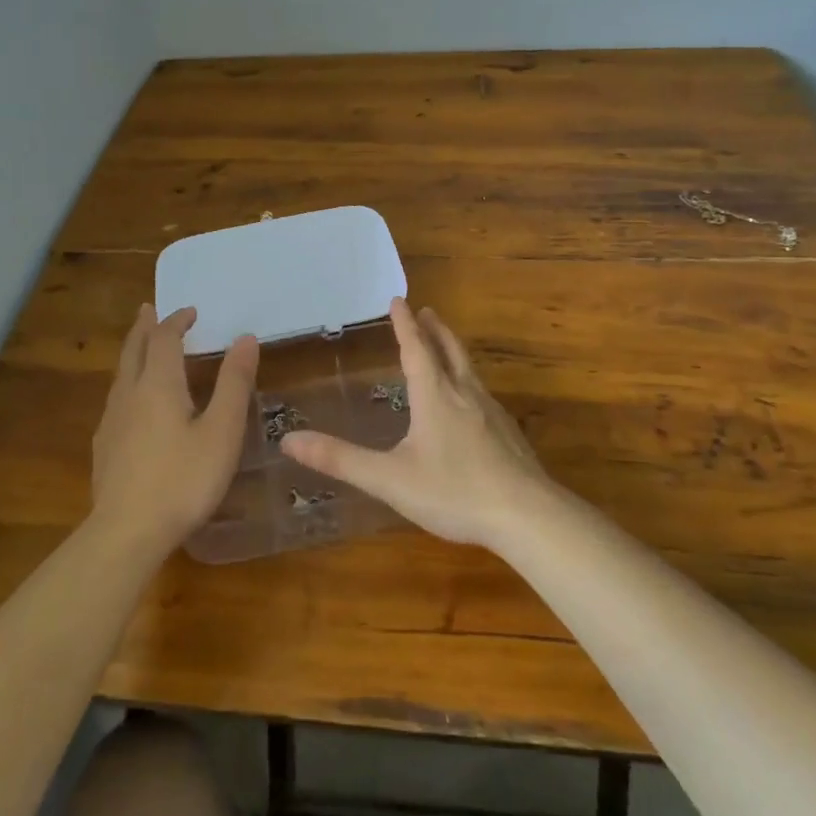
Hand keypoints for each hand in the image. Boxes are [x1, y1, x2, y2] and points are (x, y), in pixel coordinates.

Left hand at [91, 304, 258, 555]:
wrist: (127, 532)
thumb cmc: (183, 479)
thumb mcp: (222, 431)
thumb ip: (234, 383)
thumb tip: (245, 338)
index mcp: (158, 385)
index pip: (164, 338)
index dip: (177, 321)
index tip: (191, 312)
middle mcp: (130, 394)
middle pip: (133, 349)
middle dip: (144, 327)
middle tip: (150, 310)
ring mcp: (112, 421)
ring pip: (121, 374)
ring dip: (134, 353)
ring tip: (144, 348)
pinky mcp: (104, 447)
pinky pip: (116, 399)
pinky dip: (128, 382)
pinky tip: (133, 403)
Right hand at [279, 298, 558, 548]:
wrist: (527, 515)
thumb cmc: (454, 492)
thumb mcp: (389, 479)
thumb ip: (340, 459)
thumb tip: (289, 440)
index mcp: (435, 396)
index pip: (416, 349)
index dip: (404, 324)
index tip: (398, 300)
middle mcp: (465, 394)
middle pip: (449, 350)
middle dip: (434, 329)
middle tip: (426, 310)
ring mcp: (491, 413)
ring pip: (469, 369)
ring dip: (453, 350)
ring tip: (445, 345)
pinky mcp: (508, 433)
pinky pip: (482, 392)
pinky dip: (468, 379)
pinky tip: (470, 401)